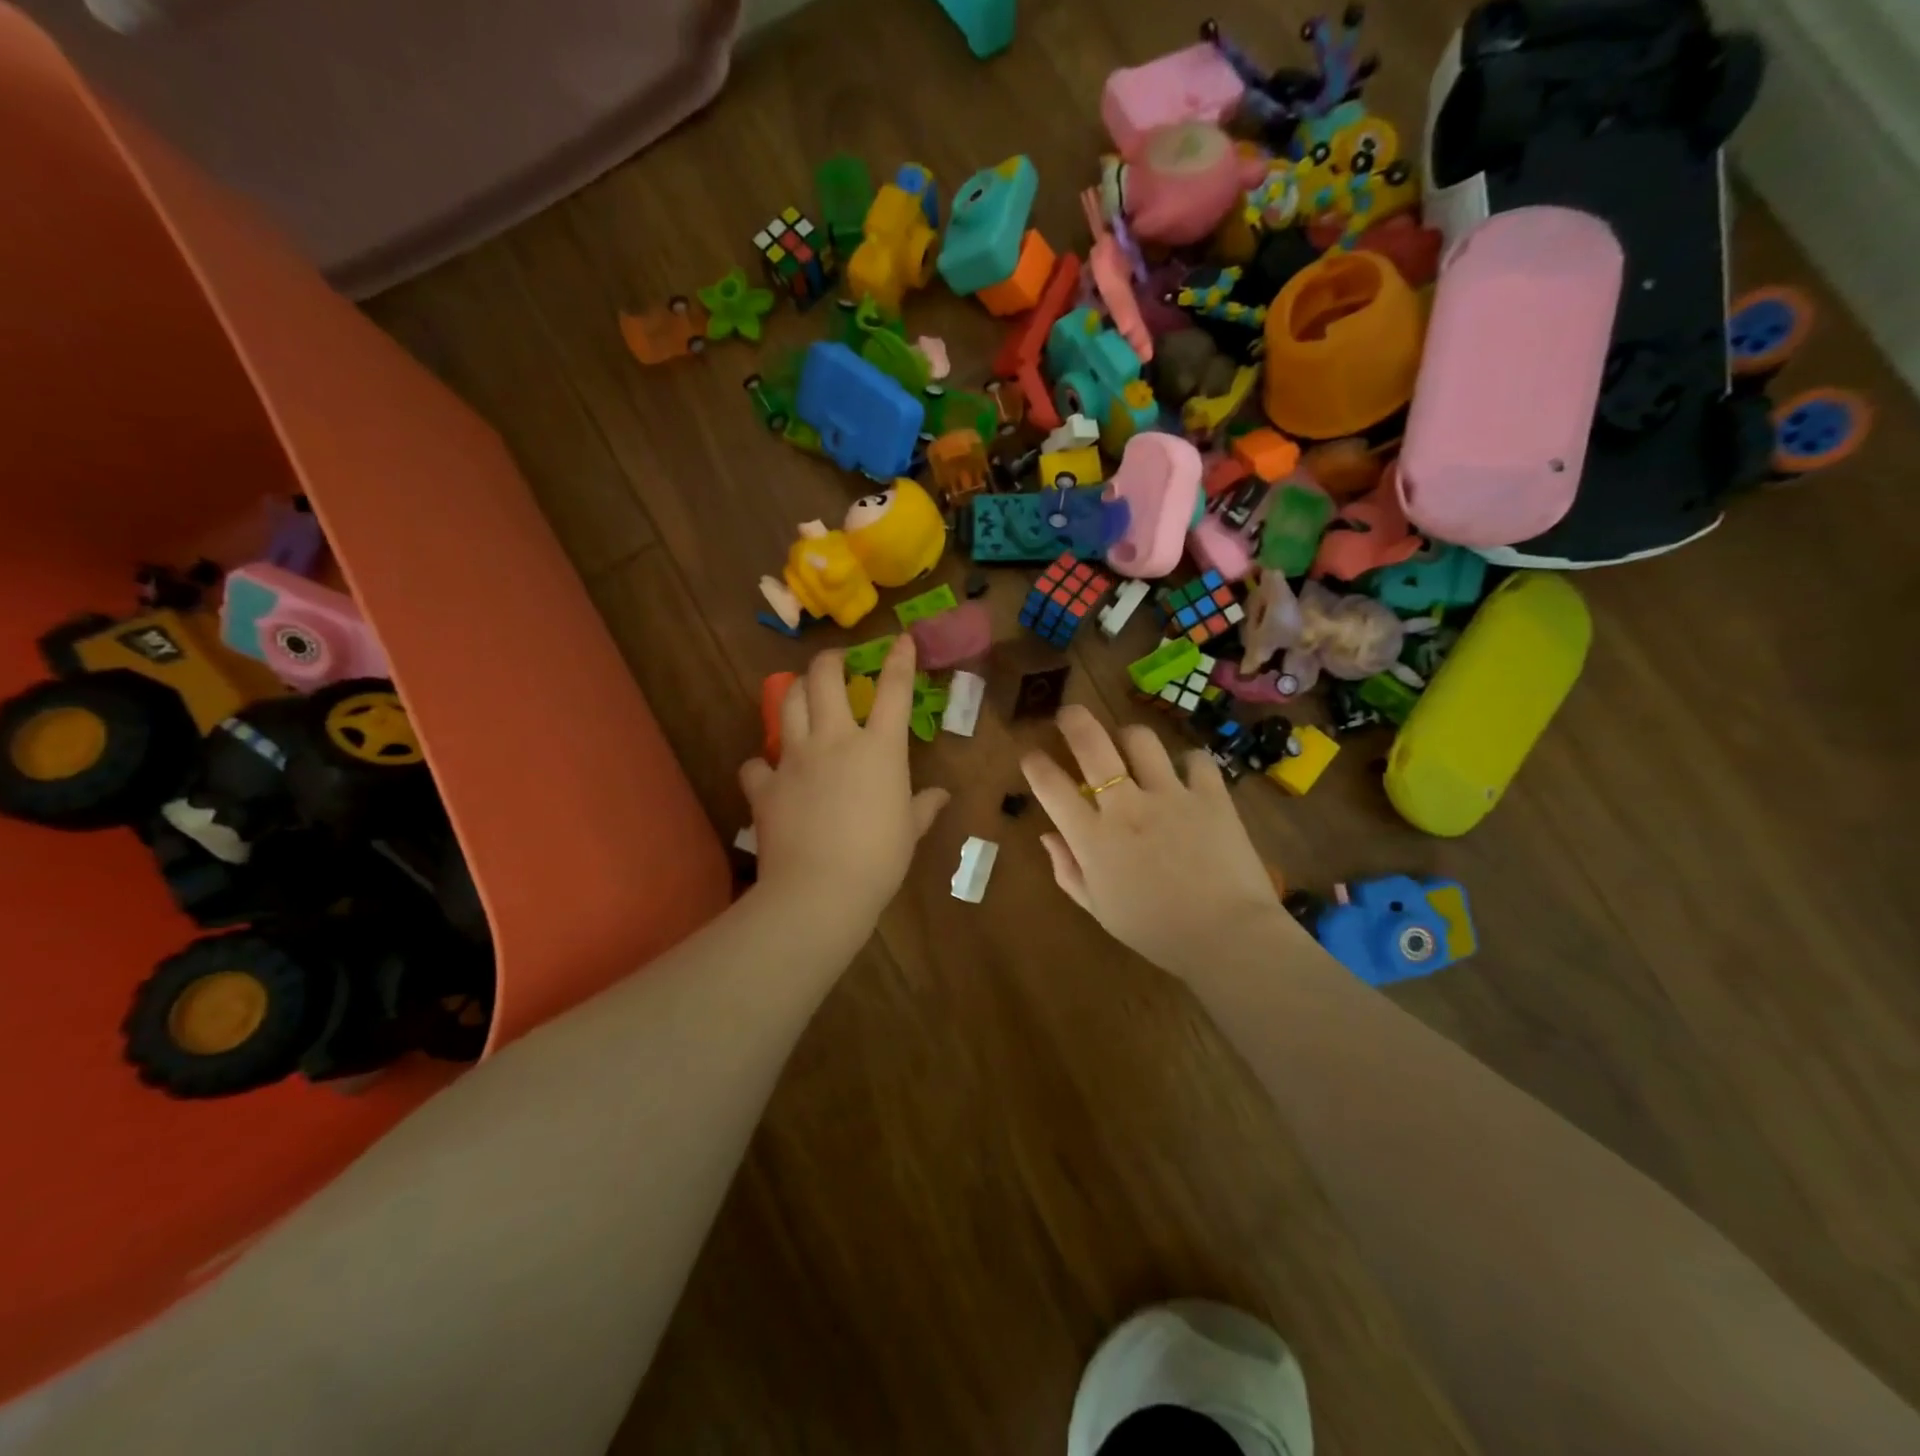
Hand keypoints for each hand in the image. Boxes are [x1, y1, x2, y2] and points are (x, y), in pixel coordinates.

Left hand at [739, 638, 948, 928]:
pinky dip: (761, 764)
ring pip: (787, 704)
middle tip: (835, 662)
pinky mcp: (765, 786)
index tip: (901, 639)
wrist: (820, 890)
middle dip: (830, 660)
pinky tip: (768, 772)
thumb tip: (941, 796)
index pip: (894, 690)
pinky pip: (755, 764)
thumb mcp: (910, 831)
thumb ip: (924, 807)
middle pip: (824, 678)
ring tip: (801, 695)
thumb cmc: (880, 859)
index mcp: (879, 748)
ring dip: (795, 692)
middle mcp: (834, 740)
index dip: (899, 659)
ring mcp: (795, 759)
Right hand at [1020, 705, 1286, 979]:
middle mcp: (1126, 806)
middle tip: (1068, 714)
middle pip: (1092, 744)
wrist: (1227, 937)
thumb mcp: (1099, 909)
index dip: (1034, 764)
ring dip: (1128, 736)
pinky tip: (1185, 773)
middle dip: (1073, 720)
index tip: (1030, 756)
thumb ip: (1068, 870)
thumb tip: (1049, 836)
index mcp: (1093, 838)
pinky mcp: (1210, 795)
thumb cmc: (1155, 931)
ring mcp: (1170, 795)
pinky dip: (1187, 761)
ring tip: (1128, 743)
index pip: (1050, 787)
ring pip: (1141, 740)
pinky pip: (1195, 758)